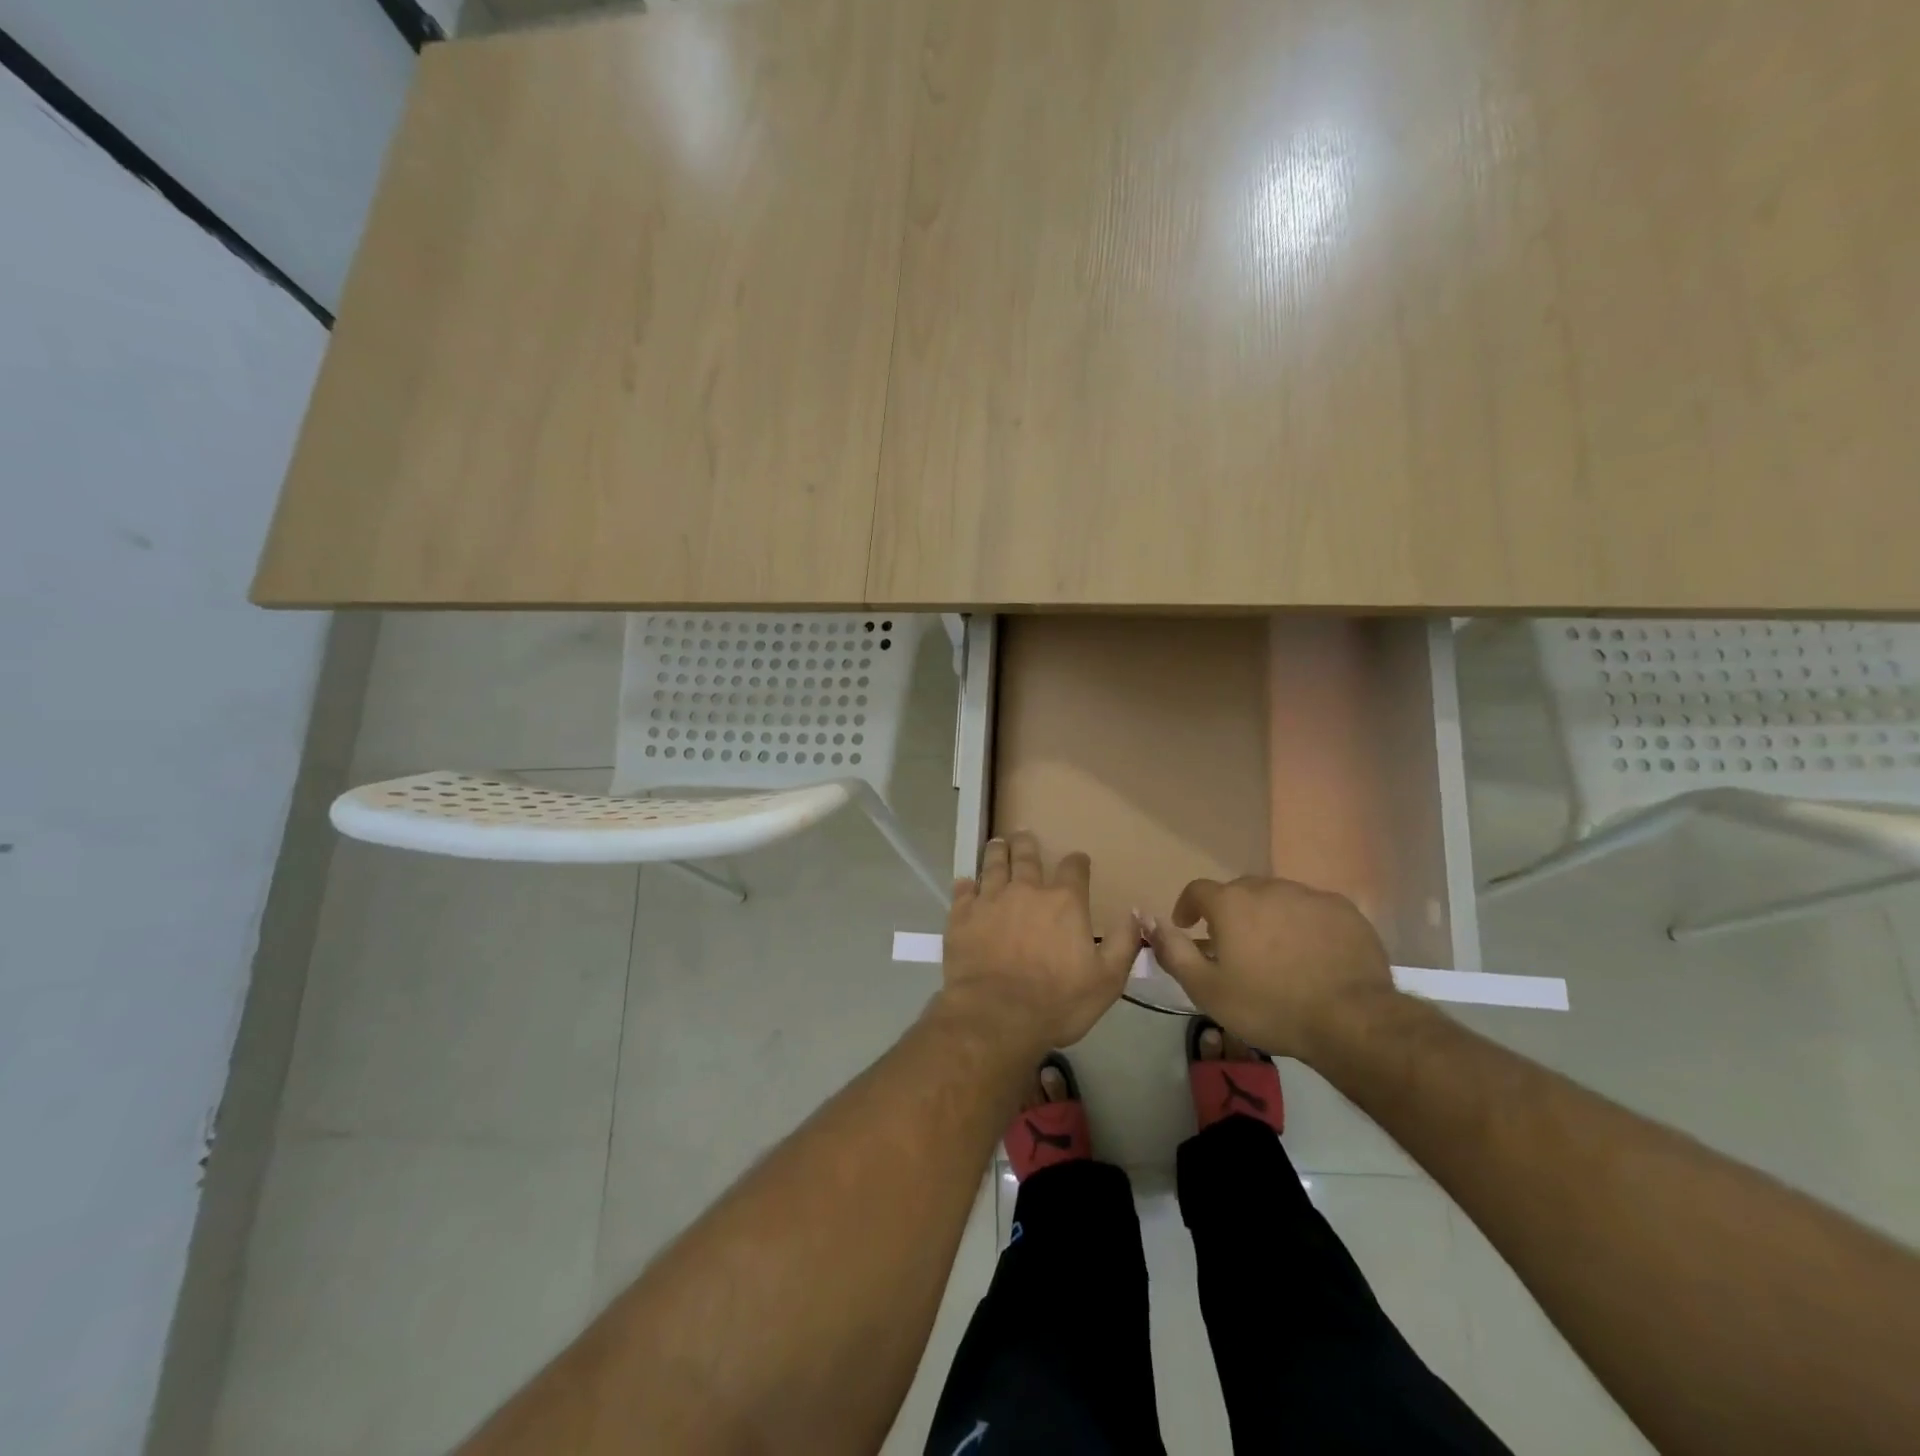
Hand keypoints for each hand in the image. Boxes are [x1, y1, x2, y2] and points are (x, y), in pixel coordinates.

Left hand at [939, 832, 1138, 1050]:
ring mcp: (990, 900)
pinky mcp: (962, 916)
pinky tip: (965, 882)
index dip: (1077, 862)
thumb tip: (1137, 912)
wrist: (996, 1016)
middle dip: (1027, 844)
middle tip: (1023, 835)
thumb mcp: (1107, 980)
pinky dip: (965, 884)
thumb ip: (1124, 943)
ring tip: (997, 843)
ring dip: (996, 852)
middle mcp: (1026, 890)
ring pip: (992, 865)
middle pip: (1026, 856)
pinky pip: (963, 891)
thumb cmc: (1057, 1002)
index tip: (1078, 860)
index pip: (1074, 868)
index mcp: (1063, 902)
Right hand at [1143, 875, 1395, 1062]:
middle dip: (1230, 912)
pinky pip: (1312, 909)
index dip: (1188, 907)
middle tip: (1234, 946)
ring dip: (1268, 916)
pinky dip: (1303, 924)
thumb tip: (1146, 919)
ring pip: (1277, 898)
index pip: (1197, 890)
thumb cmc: (1268, 1006)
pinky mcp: (1344, 910)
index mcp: (1230, 903)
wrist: (1350, 1020)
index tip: (1189, 927)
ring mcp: (1309, 895)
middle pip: (1239, 892)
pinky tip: (1311, 954)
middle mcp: (1267, 887)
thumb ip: (1173, 951)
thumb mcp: (1206, 989)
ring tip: (1275, 951)